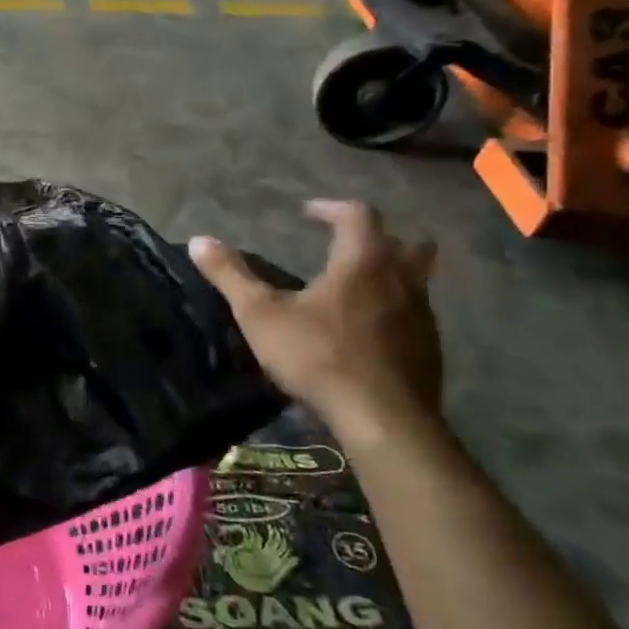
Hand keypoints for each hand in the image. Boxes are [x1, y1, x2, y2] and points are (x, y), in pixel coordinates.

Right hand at [191, 200, 441, 437]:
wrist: (382, 420)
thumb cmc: (318, 356)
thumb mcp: (260, 315)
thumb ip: (230, 275)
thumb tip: (198, 240)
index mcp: (363, 262)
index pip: (358, 214)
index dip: (331, 208)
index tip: (307, 213)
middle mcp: (402, 280)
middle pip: (408, 242)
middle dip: (381, 237)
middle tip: (349, 246)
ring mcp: (423, 316)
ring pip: (417, 281)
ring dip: (392, 276)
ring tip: (357, 290)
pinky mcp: (430, 350)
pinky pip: (417, 317)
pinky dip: (396, 313)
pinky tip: (369, 334)